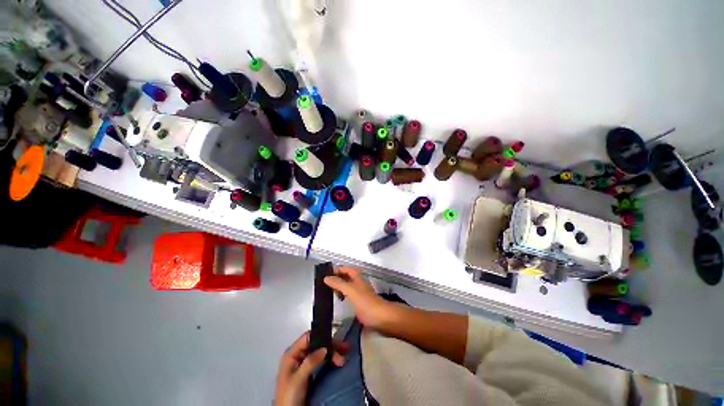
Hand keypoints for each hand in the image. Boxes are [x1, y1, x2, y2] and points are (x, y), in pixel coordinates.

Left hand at [274, 331, 348, 405]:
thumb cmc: (288, 397)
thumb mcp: (298, 380)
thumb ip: (310, 362)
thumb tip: (324, 348)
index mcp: (291, 354)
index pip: (308, 338)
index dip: (321, 337)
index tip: (334, 340)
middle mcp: (298, 356)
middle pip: (316, 344)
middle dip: (331, 346)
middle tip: (344, 348)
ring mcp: (304, 364)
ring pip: (321, 352)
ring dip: (333, 352)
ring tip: (344, 356)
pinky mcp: (310, 372)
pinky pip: (322, 361)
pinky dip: (331, 359)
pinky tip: (338, 360)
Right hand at [324, 267, 392, 328]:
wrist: (379, 316)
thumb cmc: (365, 301)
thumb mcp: (350, 290)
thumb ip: (338, 283)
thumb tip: (326, 277)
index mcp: (357, 276)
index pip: (345, 268)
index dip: (336, 270)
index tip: (325, 274)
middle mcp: (357, 282)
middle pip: (345, 276)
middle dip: (336, 278)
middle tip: (324, 283)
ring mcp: (358, 292)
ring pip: (346, 285)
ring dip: (338, 286)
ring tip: (328, 291)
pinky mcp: (358, 301)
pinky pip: (347, 294)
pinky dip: (341, 294)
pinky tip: (337, 299)